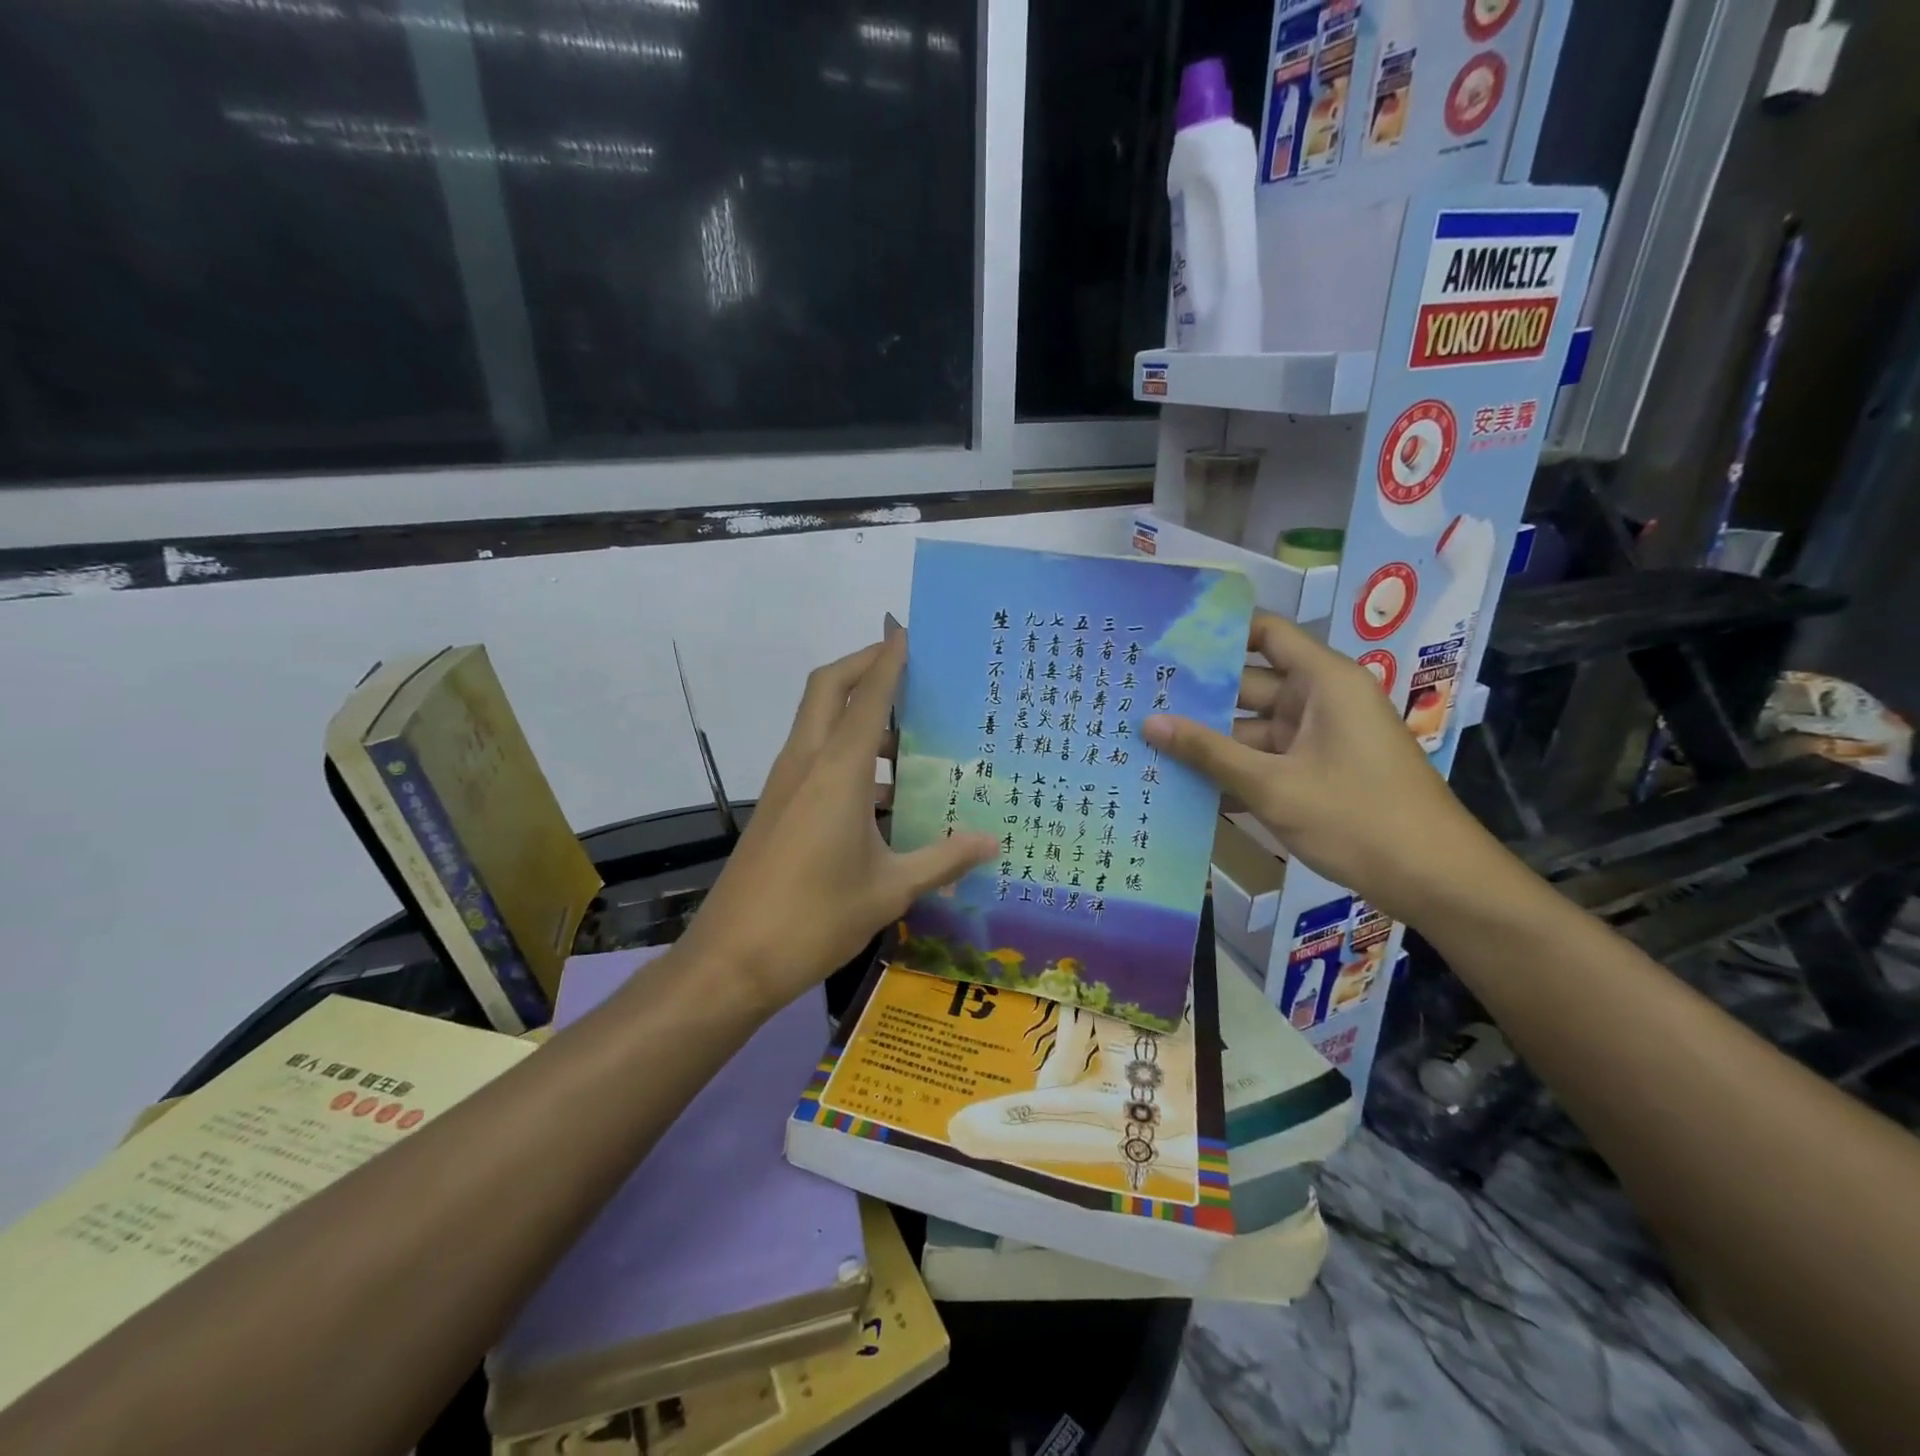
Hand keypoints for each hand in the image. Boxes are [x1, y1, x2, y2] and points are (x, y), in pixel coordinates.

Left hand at [679, 635, 997, 1009]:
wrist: (731, 960)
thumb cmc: (814, 919)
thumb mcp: (890, 890)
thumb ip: (943, 860)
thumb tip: (992, 842)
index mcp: (837, 772)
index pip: (867, 696)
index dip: (888, 659)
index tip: (907, 630)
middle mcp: (806, 764)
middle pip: (827, 689)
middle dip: (863, 665)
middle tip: (907, 665)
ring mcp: (785, 785)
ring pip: (819, 723)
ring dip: (855, 712)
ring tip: (909, 732)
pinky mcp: (778, 808)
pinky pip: (815, 758)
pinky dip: (847, 752)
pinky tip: (884, 792)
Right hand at [1142, 613, 1507, 923]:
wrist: (1434, 881)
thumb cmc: (1357, 818)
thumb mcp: (1273, 786)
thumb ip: (1208, 752)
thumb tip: (1148, 722)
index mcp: (1323, 682)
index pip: (1266, 634)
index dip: (1219, 631)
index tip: (1166, 640)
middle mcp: (1319, 701)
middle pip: (1247, 683)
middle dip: (1197, 694)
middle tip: (1137, 697)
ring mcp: (1317, 739)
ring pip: (1250, 727)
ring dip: (1207, 740)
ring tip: (1145, 741)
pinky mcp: (1314, 772)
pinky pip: (1264, 759)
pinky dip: (1231, 769)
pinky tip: (1181, 783)